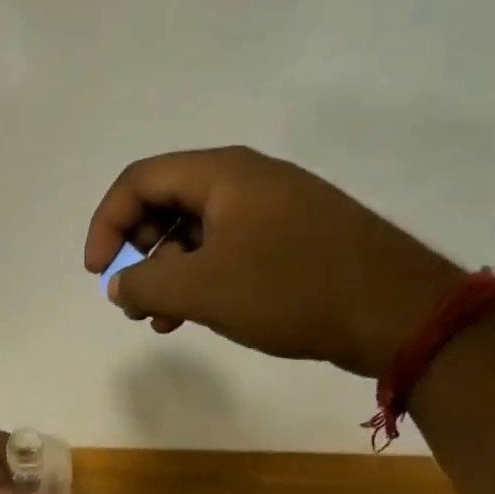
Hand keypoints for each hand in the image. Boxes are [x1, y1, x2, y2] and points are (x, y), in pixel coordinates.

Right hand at [84, 146, 465, 377]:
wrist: (397, 311)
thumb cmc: (290, 289)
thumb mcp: (202, 290)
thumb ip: (144, 285)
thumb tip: (119, 284)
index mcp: (222, 173)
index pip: (139, 180)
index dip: (106, 224)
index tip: (97, 273)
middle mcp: (246, 179)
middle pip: (166, 202)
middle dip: (137, 252)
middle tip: (132, 299)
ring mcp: (274, 207)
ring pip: (196, 231)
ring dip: (167, 273)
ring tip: (160, 320)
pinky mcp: (293, 237)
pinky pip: (228, 248)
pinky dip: (201, 278)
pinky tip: (196, 316)